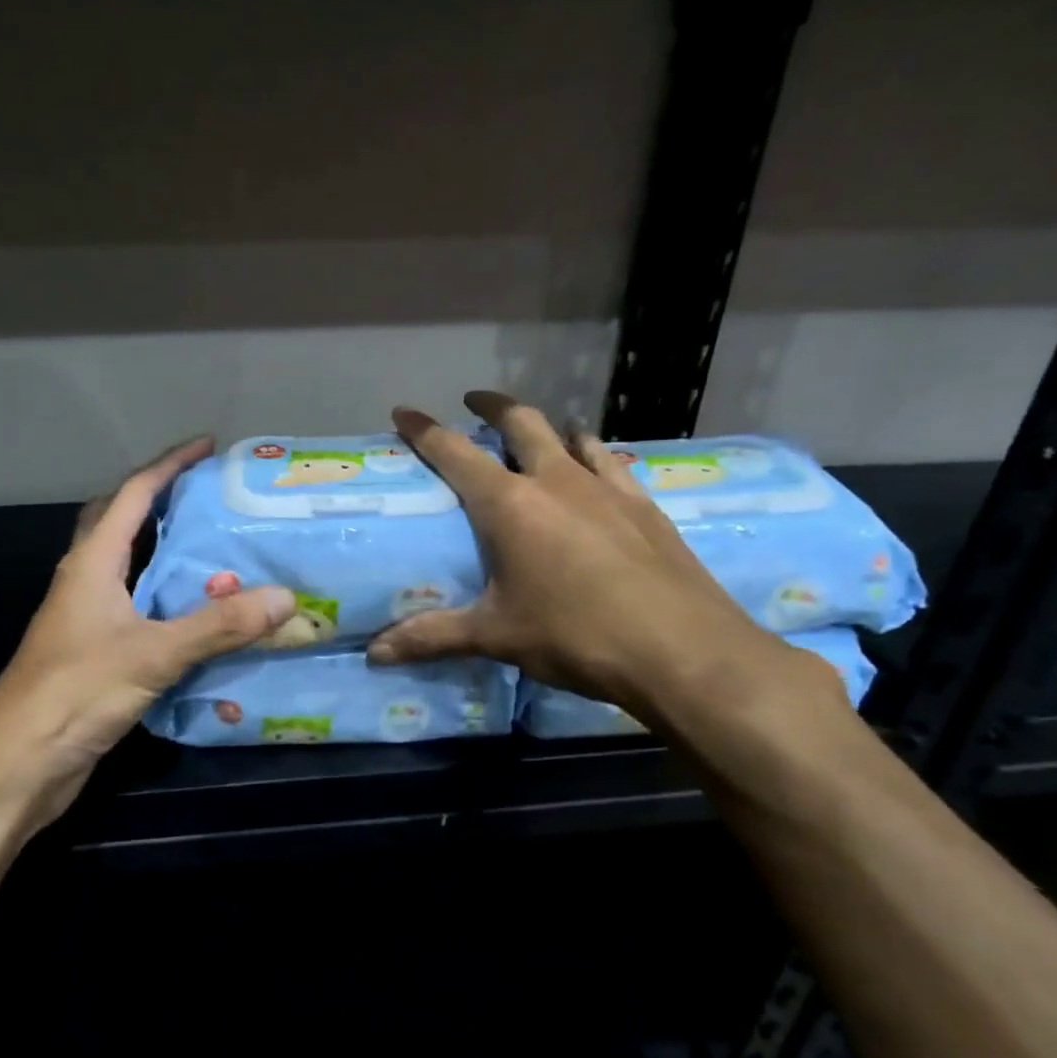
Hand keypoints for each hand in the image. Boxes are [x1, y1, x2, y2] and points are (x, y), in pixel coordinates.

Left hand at [0, 438, 293, 829]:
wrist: (15, 767)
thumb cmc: (72, 694)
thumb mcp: (151, 654)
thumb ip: (217, 626)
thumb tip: (285, 598)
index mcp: (91, 564)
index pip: (132, 495)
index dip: (169, 466)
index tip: (208, 446)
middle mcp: (88, 583)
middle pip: (126, 526)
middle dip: (166, 504)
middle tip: (216, 501)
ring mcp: (91, 621)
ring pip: (137, 573)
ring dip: (174, 559)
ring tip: (226, 554)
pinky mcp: (100, 656)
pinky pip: (145, 615)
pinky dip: (176, 608)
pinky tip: (210, 621)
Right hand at [367, 392, 826, 726]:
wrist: (682, 649)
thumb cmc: (575, 635)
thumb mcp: (497, 636)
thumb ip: (433, 637)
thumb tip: (375, 655)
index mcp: (510, 505)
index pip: (455, 453)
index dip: (425, 430)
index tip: (405, 411)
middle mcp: (556, 481)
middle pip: (521, 423)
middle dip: (493, 406)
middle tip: (475, 402)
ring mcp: (607, 488)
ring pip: (572, 436)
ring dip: (549, 428)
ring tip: (540, 436)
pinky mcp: (645, 505)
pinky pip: (612, 464)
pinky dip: (594, 457)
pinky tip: (598, 473)